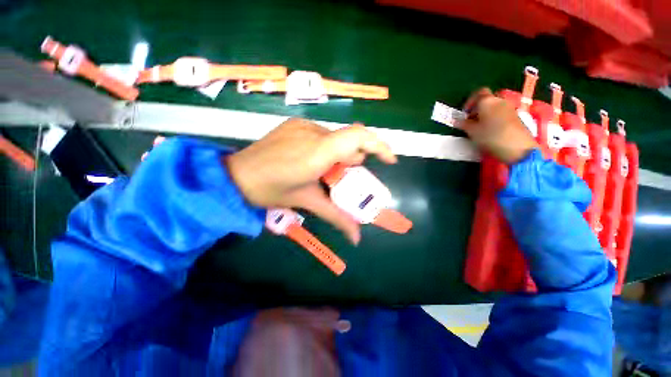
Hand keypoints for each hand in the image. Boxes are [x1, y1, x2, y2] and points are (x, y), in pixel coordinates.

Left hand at [227, 118, 396, 243]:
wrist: (235, 175)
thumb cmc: (270, 190)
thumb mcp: (307, 202)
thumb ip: (336, 217)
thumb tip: (357, 237)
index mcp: (317, 152)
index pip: (358, 137)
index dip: (379, 146)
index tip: (390, 161)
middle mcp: (313, 132)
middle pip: (349, 141)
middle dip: (353, 160)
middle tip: (343, 178)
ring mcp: (302, 125)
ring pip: (336, 138)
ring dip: (339, 155)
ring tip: (324, 172)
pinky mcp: (295, 124)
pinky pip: (322, 134)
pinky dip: (326, 148)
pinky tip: (311, 161)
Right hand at [459, 88, 538, 163]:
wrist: (517, 147)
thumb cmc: (491, 136)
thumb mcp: (472, 132)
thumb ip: (464, 124)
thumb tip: (457, 121)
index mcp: (487, 101)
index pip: (478, 93)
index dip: (470, 101)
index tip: (464, 113)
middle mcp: (499, 101)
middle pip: (487, 99)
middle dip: (477, 108)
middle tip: (470, 120)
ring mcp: (509, 108)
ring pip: (494, 106)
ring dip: (485, 113)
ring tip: (479, 127)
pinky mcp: (515, 117)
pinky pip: (500, 113)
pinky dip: (493, 118)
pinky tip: (490, 130)